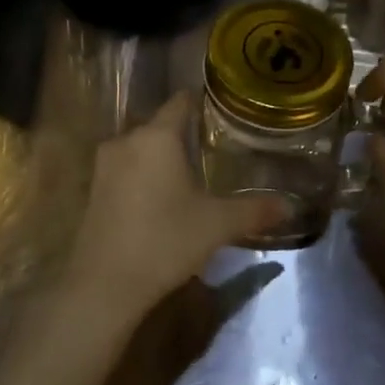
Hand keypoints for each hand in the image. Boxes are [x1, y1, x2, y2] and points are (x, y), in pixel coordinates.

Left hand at [63, 93, 285, 319]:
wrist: (105, 284)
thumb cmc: (166, 241)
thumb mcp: (218, 225)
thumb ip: (255, 210)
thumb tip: (290, 206)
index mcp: (157, 137)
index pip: (181, 102)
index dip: (202, 101)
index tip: (223, 108)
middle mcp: (126, 141)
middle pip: (159, 125)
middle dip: (185, 133)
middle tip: (216, 145)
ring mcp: (104, 166)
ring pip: (141, 149)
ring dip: (162, 157)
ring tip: (192, 171)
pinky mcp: (93, 191)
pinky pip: (126, 170)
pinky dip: (145, 175)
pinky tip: (163, 196)